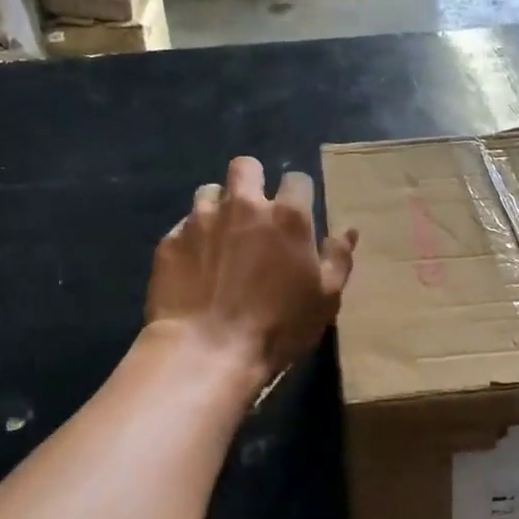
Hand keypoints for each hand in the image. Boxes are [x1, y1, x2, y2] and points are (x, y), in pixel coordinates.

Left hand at [146, 156, 357, 379]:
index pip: (297, 179)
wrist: (206, 351)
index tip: (297, 213)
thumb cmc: (277, 327)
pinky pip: (183, 226)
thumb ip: (338, 259)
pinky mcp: (170, 241)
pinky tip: (195, 264)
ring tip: (221, 235)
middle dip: (253, 179)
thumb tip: (348, 231)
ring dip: (218, 206)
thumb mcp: (324, 298)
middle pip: (246, 166)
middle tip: (254, 210)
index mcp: (287, 217)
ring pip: (209, 190)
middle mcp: (243, 206)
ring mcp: (201, 220)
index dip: (298, 193)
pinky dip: (192, 238)